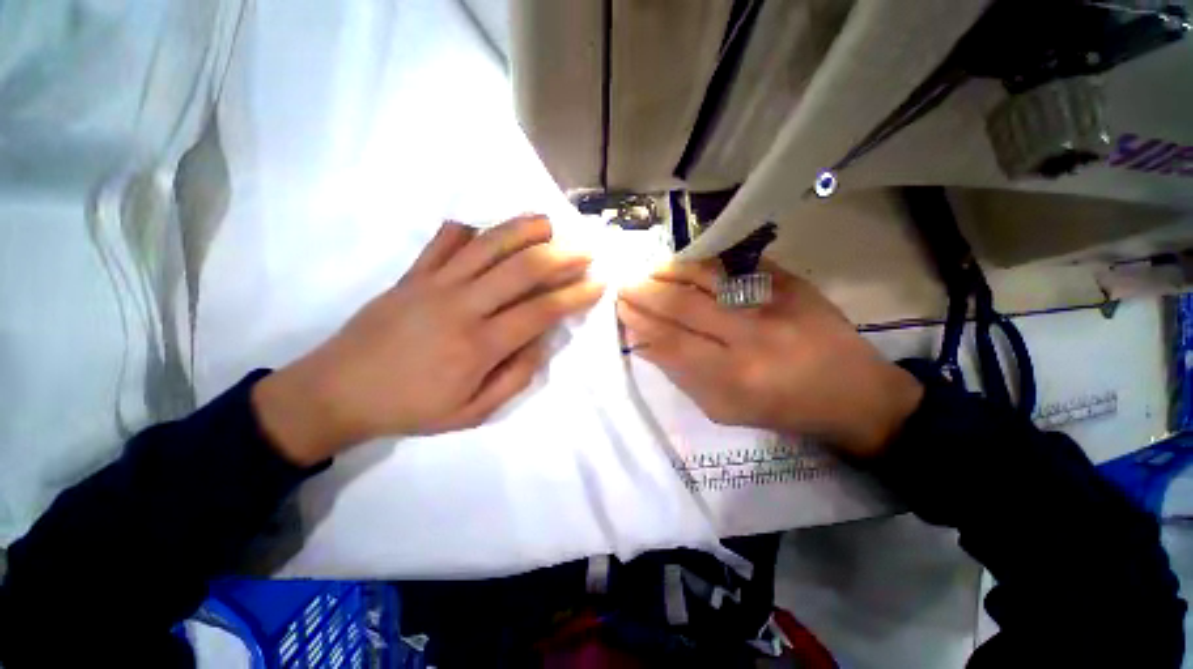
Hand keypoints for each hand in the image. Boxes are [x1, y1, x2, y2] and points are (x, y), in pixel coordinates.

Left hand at [253, 216, 604, 465]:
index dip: (574, 296)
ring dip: (522, 229)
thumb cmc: (411, 407)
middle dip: (560, 256)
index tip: (597, 284)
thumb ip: (514, 377)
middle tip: (585, 249)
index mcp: (479, 345)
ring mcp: (433, 284)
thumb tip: (541, 342)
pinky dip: (470, 229)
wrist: (337, 392)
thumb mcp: (472, 412)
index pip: (540, 311)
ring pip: (487, 244)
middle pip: (520, 268)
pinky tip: (488, 231)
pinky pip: (444, 241)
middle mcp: (461, 306)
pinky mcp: (412, 274)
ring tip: (549, 224)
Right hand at [616, 260, 921, 457]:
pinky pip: (736, 265)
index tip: (621, 311)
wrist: (854, 392)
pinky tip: (685, 263)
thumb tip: (646, 345)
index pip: (671, 341)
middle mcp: (751, 337)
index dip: (641, 324)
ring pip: (707, 277)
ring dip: (669, 272)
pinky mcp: (791, 282)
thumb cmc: (783, 409)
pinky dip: (704, 262)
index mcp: (735, 377)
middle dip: (645, 293)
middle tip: (625, 287)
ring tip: (649, 272)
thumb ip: (682, 376)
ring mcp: (774, 303)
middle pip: (683, 305)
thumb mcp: (725, 410)